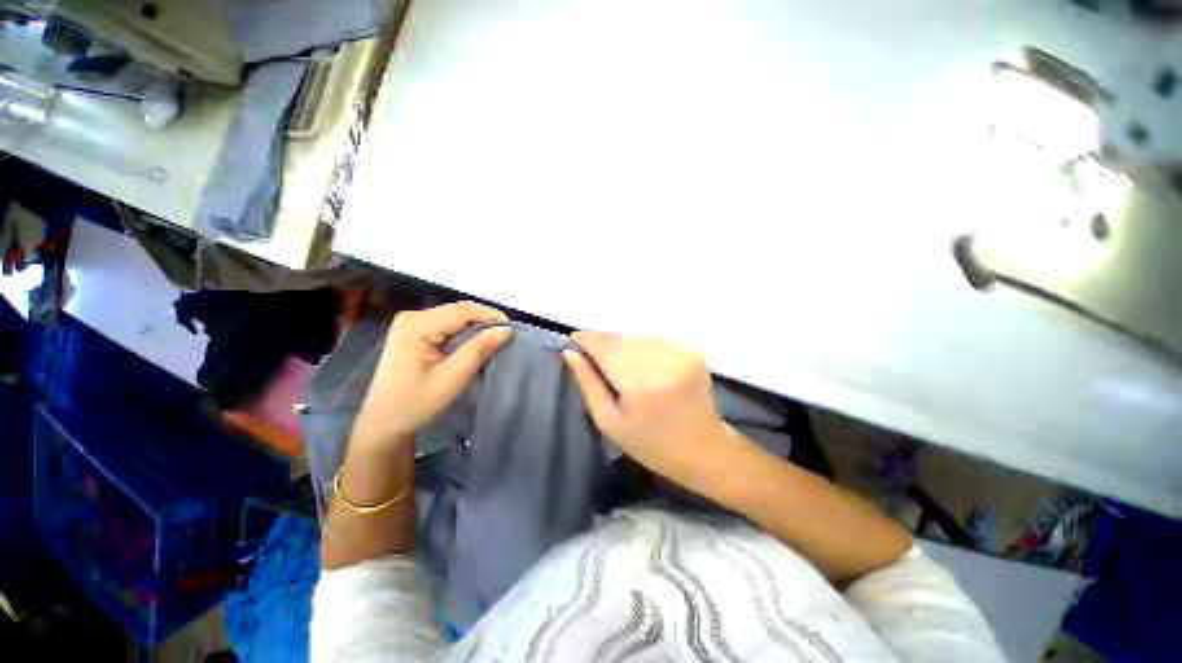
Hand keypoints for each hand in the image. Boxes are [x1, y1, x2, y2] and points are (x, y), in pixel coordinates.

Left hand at [351, 302, 512, 453]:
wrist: (384, 423)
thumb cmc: (416, 404)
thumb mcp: (452, 378)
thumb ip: (479, 350)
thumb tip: (506, 330)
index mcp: (416, 325)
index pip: (462, 311)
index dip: (490, 316)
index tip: (513, 329)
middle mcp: (412, 317)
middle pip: (458, 310)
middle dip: (485, 320)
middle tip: (507, 335)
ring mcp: (411, 323)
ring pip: (455, 316)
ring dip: (477, 325)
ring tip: (496, 338)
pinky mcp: (414, 331)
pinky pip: (447, 323)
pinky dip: (465, 330)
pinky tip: (476, 341)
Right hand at [563, 332, 735, 489]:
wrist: (704, 449)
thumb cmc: (650, 444)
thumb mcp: (609, 422)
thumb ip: (588, 384)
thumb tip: (570, 354)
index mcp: (641, 383)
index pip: (606, 348)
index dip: (587, 340)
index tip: (573, 341)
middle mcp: (663, 360)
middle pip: (621, 339)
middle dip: (603, 343)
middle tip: (592, 356)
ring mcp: (681, 352)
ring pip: (636, 336)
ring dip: (621, 344)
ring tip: (616, 363)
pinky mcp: (691, 350)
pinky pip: (653, 340)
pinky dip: (640, 347)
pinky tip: (639, 364)